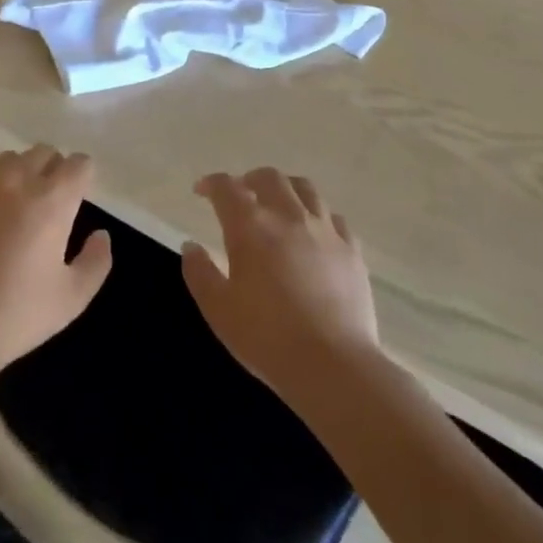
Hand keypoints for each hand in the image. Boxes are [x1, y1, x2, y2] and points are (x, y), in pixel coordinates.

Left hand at [0, 146, 111, 379]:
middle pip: (44, 153)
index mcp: (53, 201)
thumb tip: (101, 235)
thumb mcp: (72, 299)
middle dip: (53, 170)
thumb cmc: (15, 315)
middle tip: (49, 201)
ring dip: (19, 170)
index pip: (78, 165)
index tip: (79, 196)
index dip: (82, 177)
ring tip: (14, 197)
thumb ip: (97, 261)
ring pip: (8, 156)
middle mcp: (18, 179)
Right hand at [182, 168, 379, 402]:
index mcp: (251, 226)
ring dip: (285, 188)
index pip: (227, 188)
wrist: (332, 365)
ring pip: (305, 188)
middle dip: (249, 179)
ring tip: (278, 204)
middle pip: (269, 177)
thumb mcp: (218, 309)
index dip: (211, 184)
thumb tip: (191, 246)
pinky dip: (317, 215)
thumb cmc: (266, 338)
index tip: (202, 191)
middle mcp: (288, 216)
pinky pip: (333, 217)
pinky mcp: (351, 249)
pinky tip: (313, 232)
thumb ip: (199, 273)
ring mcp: (325, 230)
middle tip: (241, 195)